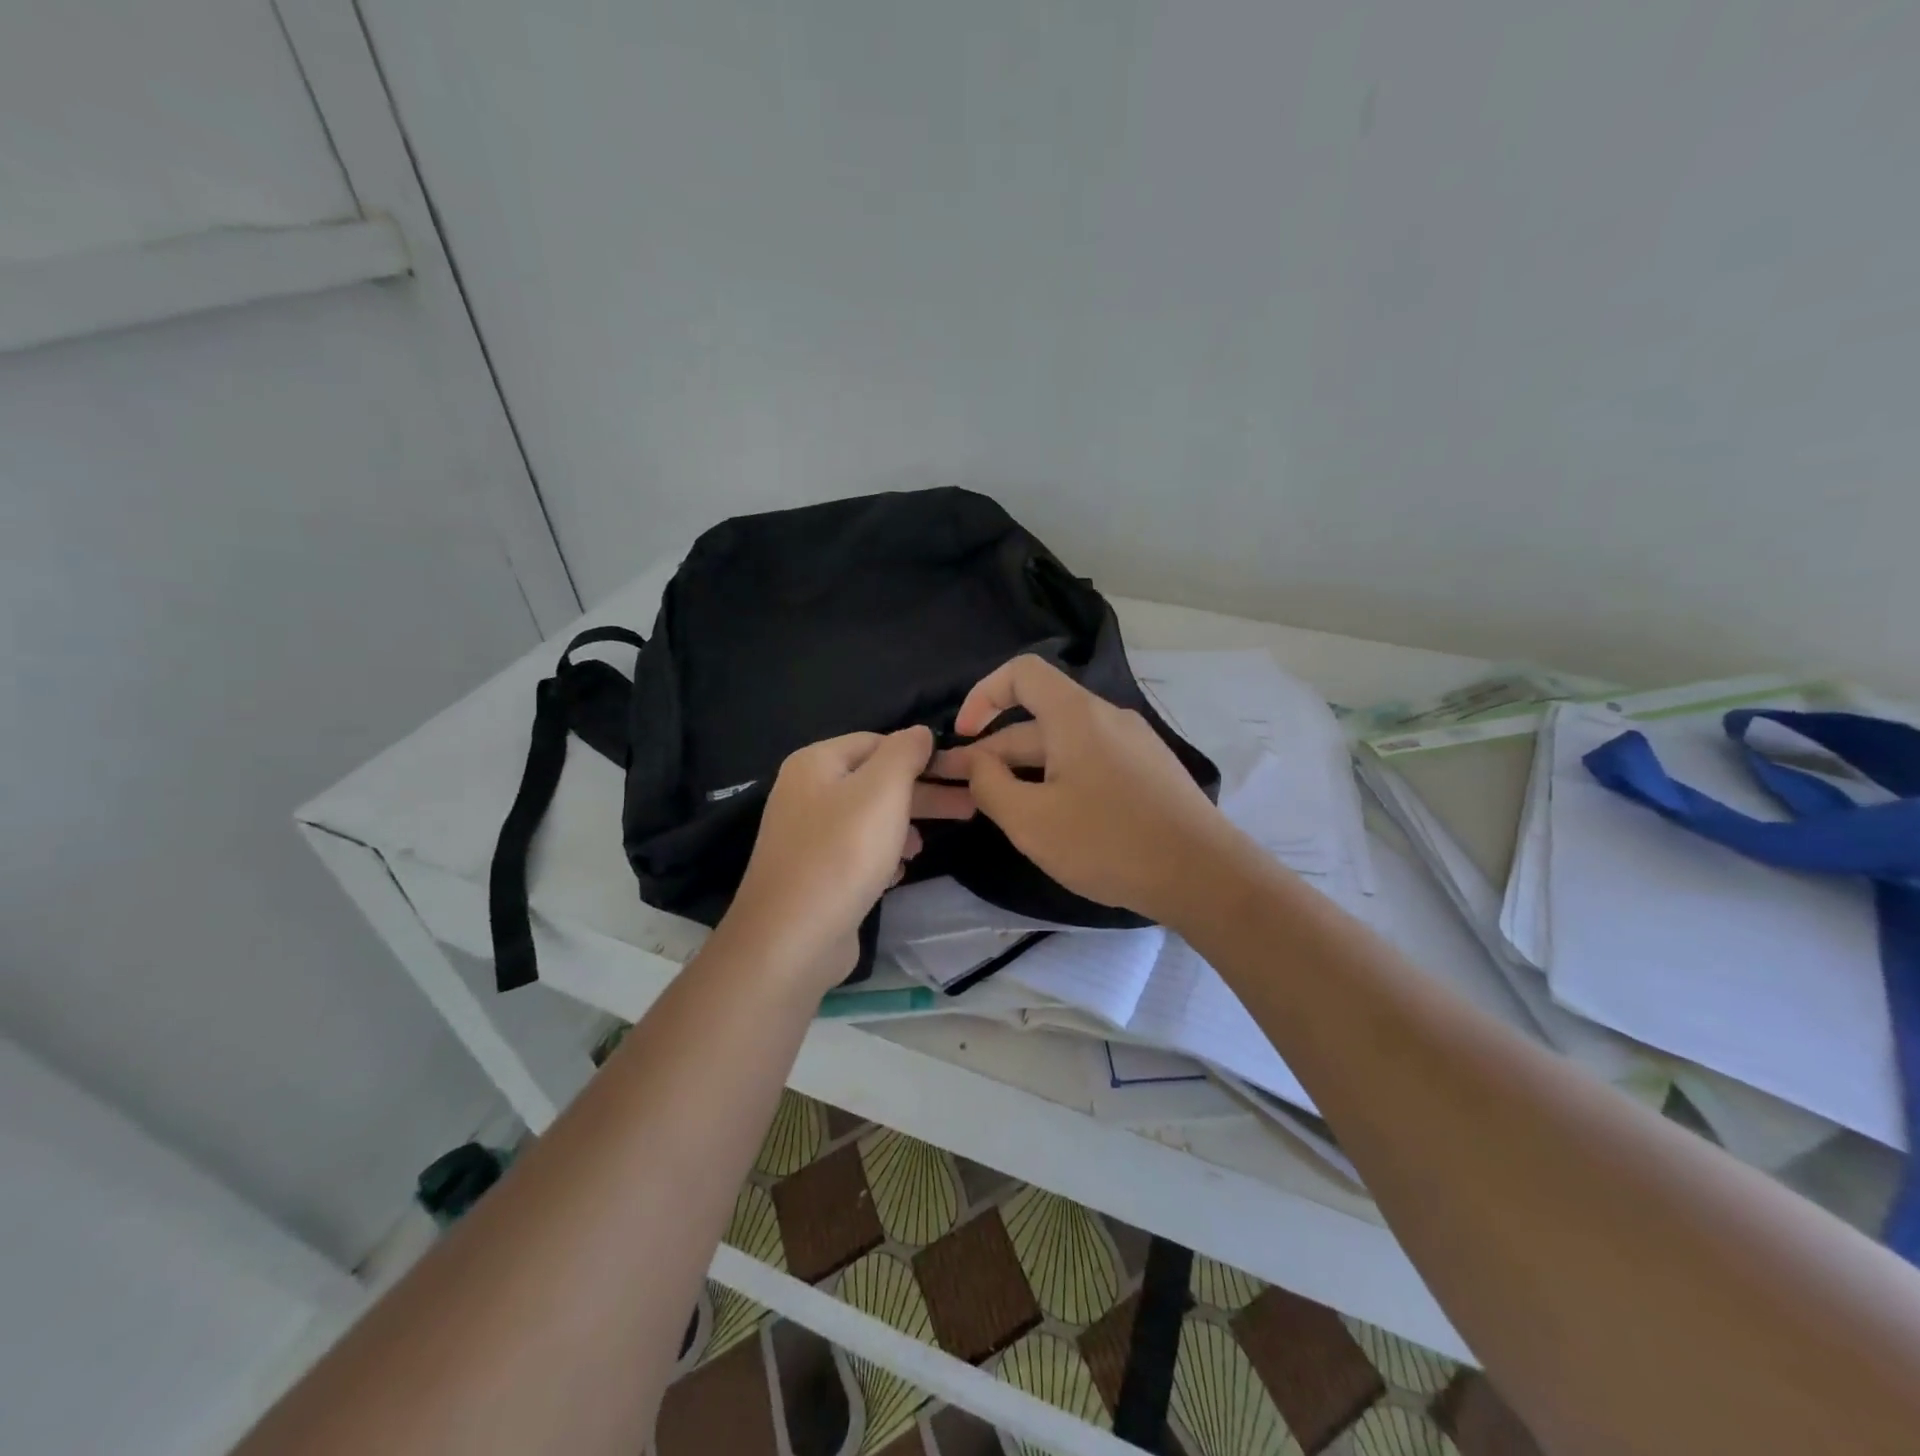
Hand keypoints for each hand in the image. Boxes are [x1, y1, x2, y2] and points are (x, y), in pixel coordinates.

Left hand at [724, 726, 974, 990]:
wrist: (792, 938)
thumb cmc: (843, 853)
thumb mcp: (883, 790)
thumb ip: (905, 752)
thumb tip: (920, 732)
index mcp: (816, 763)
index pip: (877, 741)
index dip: (919, 754)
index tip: (959, 773)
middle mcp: (806, 793)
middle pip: (875, 782)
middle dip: (922, 794)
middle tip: (968, 808)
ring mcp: (807, 837)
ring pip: (868, 819)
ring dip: (904, 827)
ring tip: (928, 846)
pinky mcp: (814, 874)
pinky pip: (856, 853)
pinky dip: (882, 856)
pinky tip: (899, 872)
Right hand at [931, 655, 1238, 925]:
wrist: (1204, 875)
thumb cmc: (1109, 842)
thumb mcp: (1031, 821)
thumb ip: (989, 785)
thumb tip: (975, 763)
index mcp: (1076, 714)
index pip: (1021, 672)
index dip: (982, 695)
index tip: (963, 737)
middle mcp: (1106, 717)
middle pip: (1037, 718)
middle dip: (994, 751)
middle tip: (961, 790)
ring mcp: (1133, 744)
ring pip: (1063, 745)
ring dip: (1024, 769)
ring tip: (999, 808)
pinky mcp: (1148, 772)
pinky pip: (1089, 762)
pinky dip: (1057, 778)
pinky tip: (1049, 816)